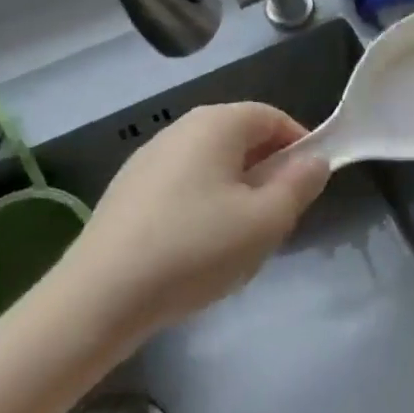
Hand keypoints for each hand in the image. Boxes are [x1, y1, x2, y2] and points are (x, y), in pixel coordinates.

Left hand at [59, 103, 328, 337]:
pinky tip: (195, 249)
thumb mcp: (265, 222)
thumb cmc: (195, 249)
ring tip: (237, 240)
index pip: (272, 117)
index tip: (308, 186)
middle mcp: (182, 126)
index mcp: (217, 123)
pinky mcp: (128, 188)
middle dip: (267, 172)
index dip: (299, 145)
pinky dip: (202, 204)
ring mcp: (149, 156)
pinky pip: (182, 184)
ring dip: (235, 190)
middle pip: (240, 138)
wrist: (100, 295)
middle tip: (276, 219)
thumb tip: (314, 160)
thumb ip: (299, 185)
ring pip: (211, 163)